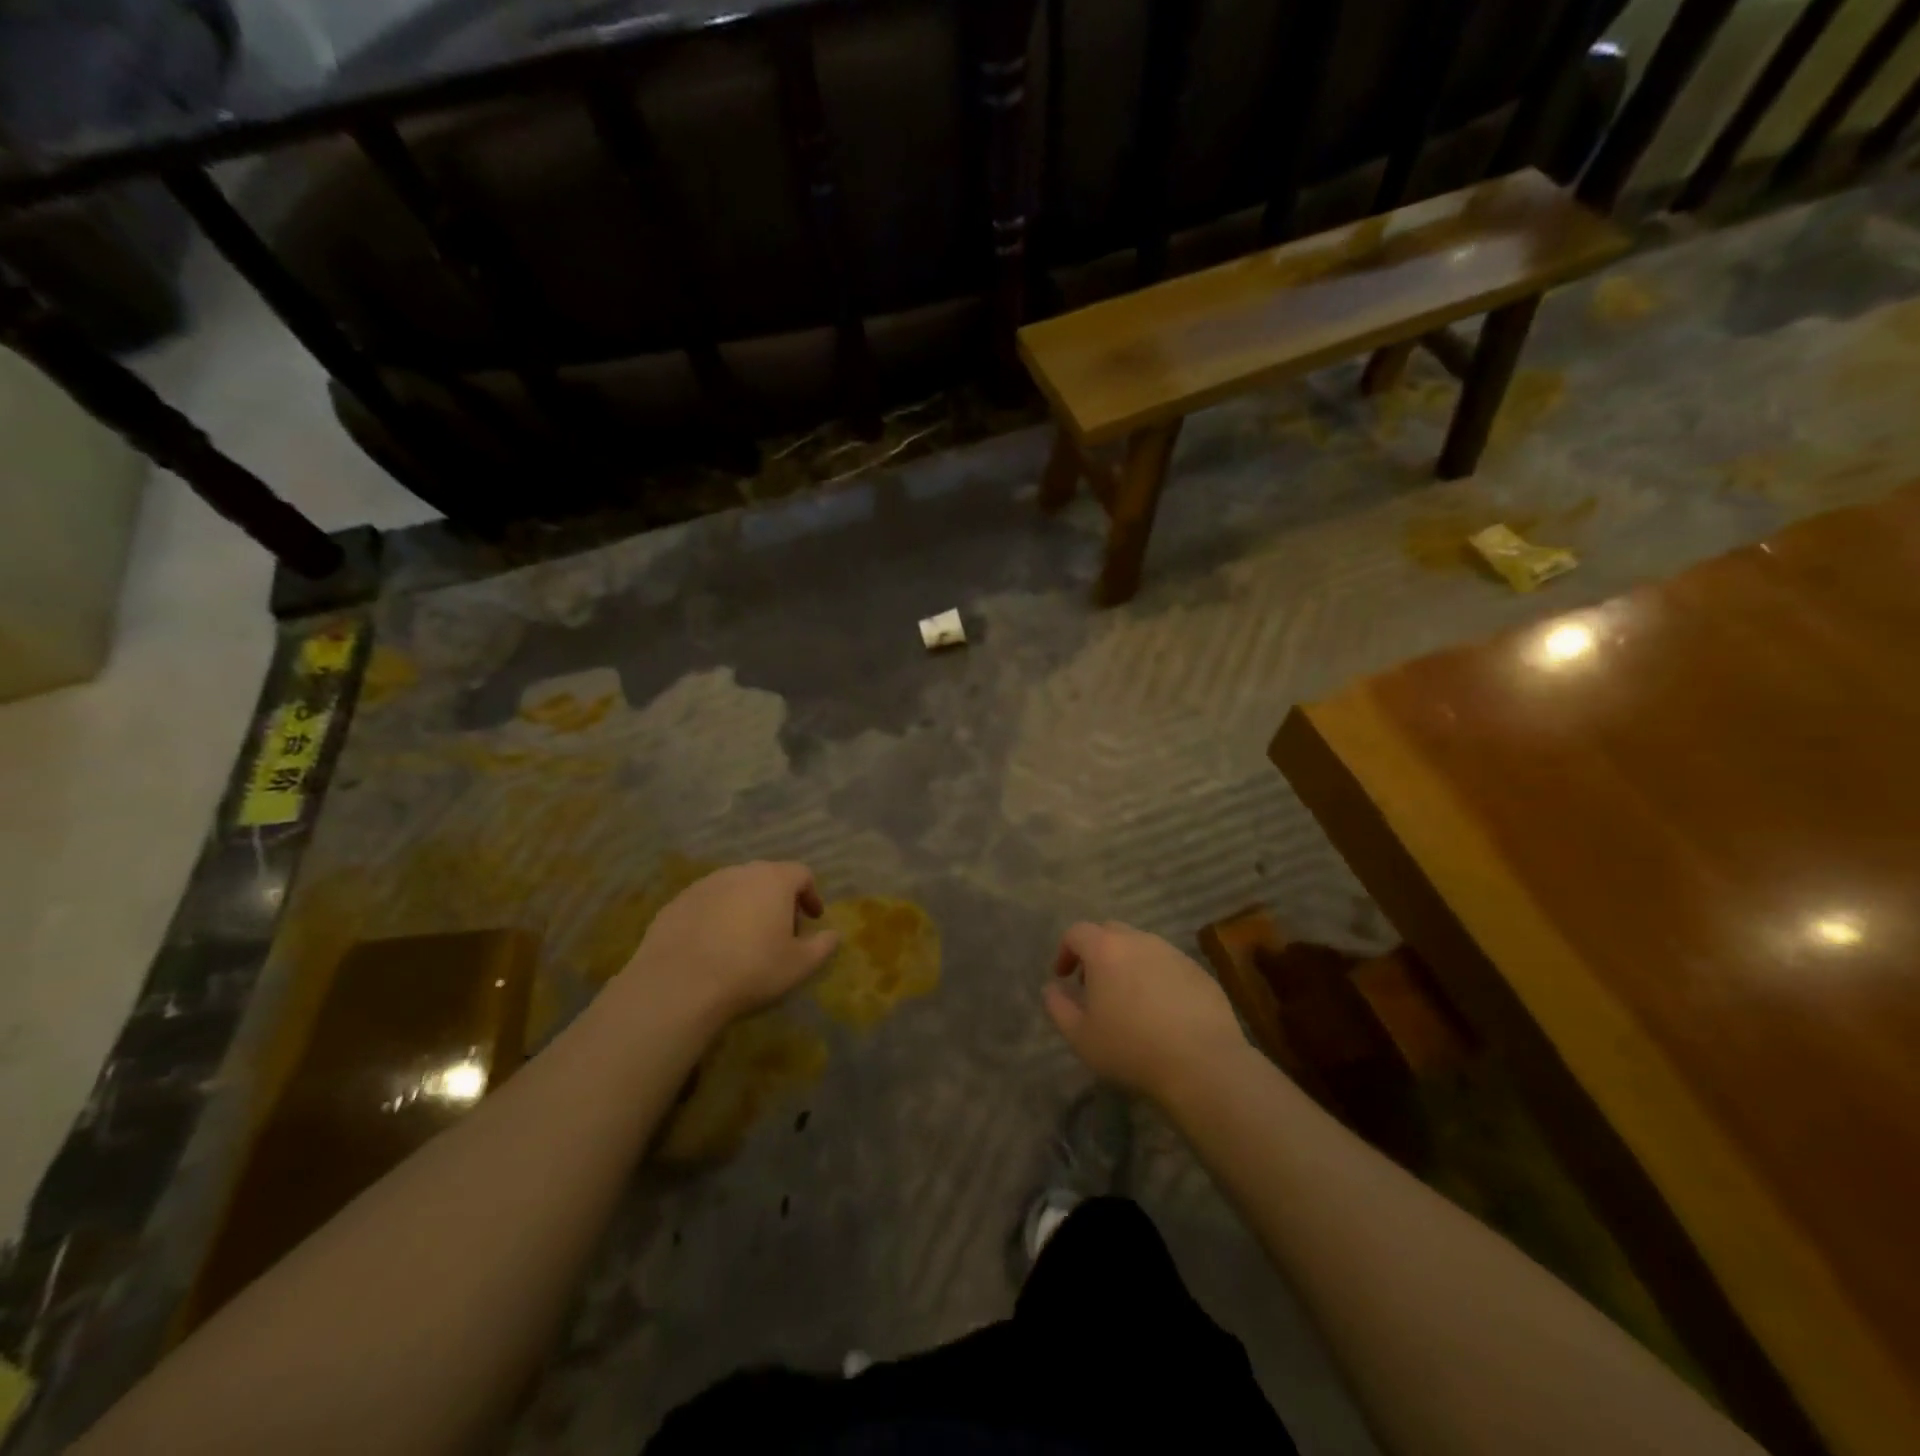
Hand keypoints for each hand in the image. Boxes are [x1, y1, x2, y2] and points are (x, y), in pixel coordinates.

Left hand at [620, 862, 840, 1027]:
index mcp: (773, 880)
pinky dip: (716, 917)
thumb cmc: (750, 970)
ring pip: (734, 889)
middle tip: (781, 930)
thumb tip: (833, 934)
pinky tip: (713, 946)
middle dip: (778, 900)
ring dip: (745, 906)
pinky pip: (706, 904)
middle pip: (767, 877)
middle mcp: (739, 873)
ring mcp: (704, 885)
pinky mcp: (676, 903)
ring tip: (745, 939)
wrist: (678, 985)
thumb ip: (823, 946)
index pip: (801, 874)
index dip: (811, 895)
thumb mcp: (799, 965)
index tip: (812, 918)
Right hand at [1044, 921, 1249, 1104]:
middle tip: (1094, 985)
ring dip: (1128, 963)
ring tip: (1128, 999)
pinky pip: (1168, 964)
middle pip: (1110, 932)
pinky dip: (1156, 977)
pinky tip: (1161, 1010)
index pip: (1077, 932)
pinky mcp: (1199, 971)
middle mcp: (1139, 941)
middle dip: (1096, 952)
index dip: (1065, 951)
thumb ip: (1058, 1007)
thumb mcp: (1081, 1036)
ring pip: (1142, 946)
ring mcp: (1173, 953)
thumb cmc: (1132, 1048)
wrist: (1203, 1064)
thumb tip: (1051, 988)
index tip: (1063, 977)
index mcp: (1106, 950)